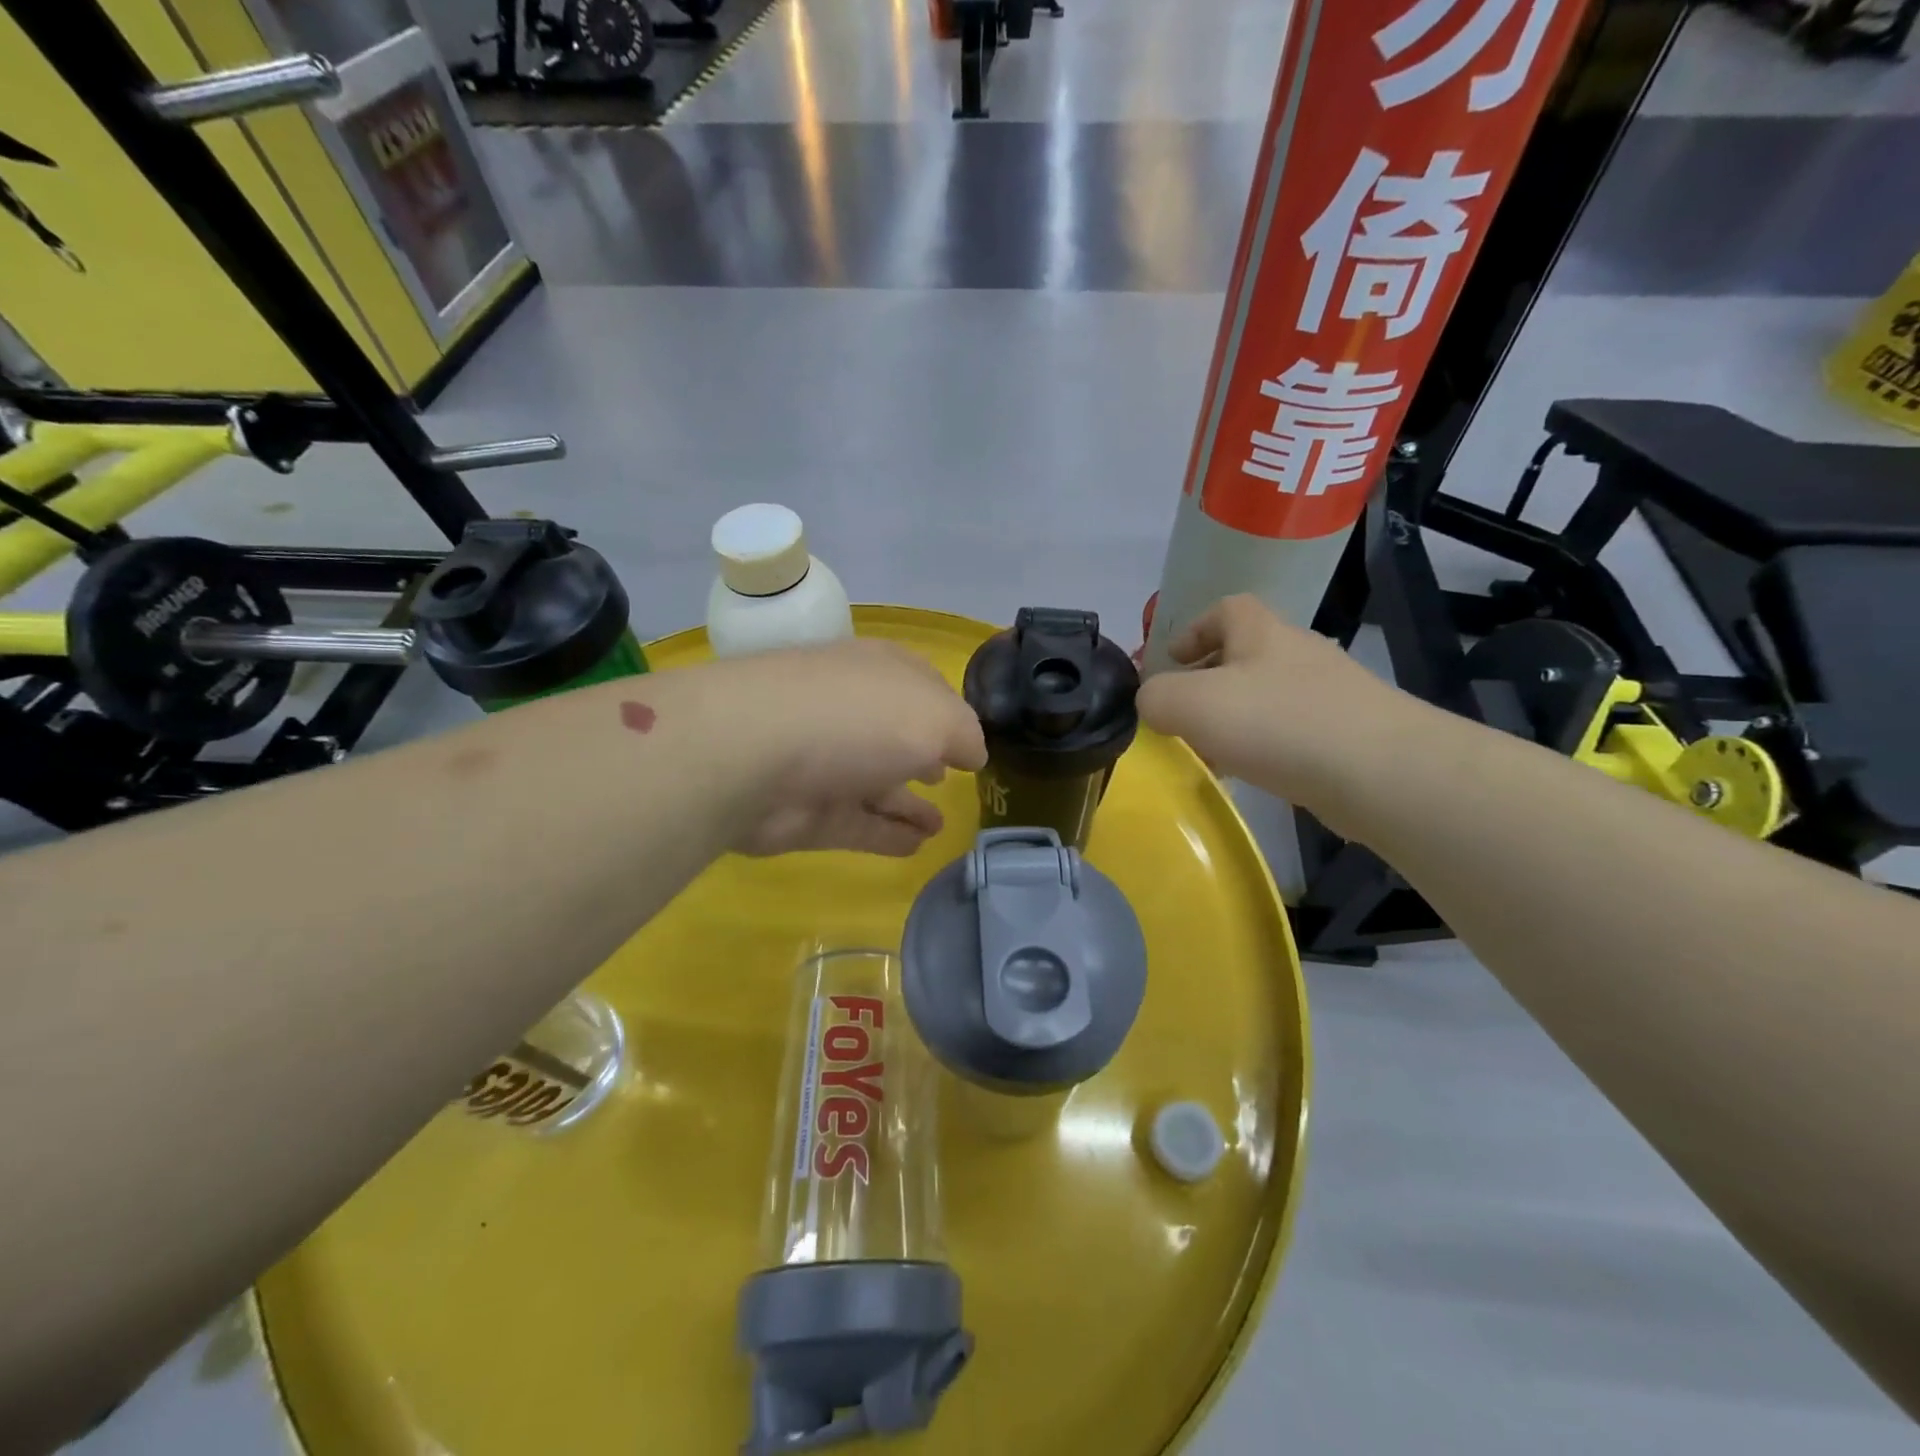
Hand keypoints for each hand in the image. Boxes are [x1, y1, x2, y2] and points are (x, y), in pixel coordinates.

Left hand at [713, 638, 986, 857]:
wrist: (750, 756)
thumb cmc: (855, 718)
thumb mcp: (935, 716)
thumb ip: (963, 734)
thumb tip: (972, 754)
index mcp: (878, 673)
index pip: (919, 685)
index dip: (947, 711)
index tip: (968, 742)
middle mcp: (849, 712)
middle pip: (892, 735)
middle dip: (920, 754)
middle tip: (947, 777)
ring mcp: (824, 763)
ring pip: (875, 784)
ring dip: (907, 803)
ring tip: (941, 826)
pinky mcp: (805, 812)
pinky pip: (857, 824)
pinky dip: (886, 834)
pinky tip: (916, 847)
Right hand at [1137, 595, 1423, 811]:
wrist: (1378, 771)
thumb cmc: (1276, 723)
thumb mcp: (1190, 704)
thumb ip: (1155, 697)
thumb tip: (1152, 702)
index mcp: (1261, 632)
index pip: (1225, 609)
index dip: (1193, 630)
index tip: (1170, 662)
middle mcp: (1297, 652)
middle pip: (1245, 654)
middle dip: (1209, 680)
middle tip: (1183, 714)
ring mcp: (1329, 692)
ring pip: (1267, 696)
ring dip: (1235, 717)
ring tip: (1211, 751)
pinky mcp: (1348, 732)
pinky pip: (1291, 731)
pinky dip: (1264, 746)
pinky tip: (1252, 774)